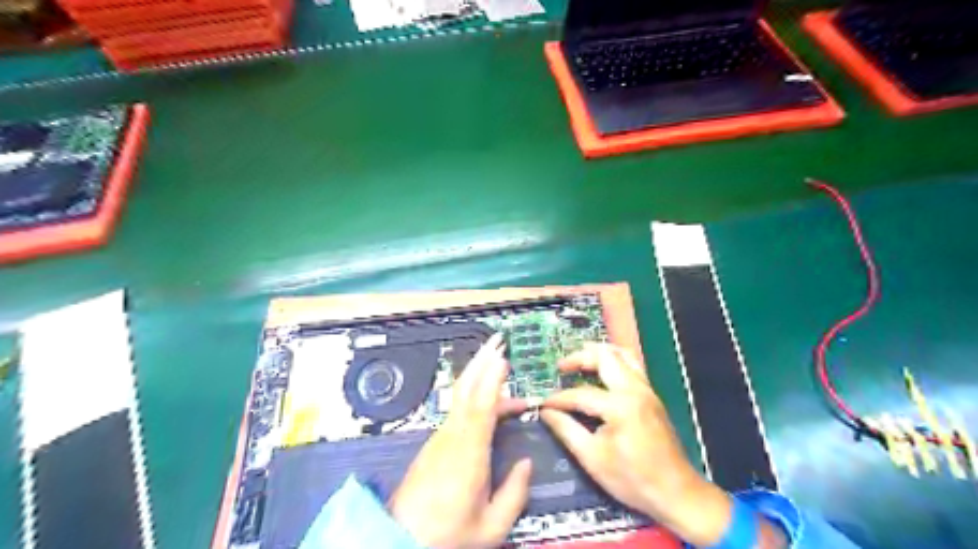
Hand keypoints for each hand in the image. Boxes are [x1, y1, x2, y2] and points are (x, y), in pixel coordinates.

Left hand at [388, 334, 532, 548]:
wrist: (400, 542)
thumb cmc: (447, 536)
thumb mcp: (491, 526)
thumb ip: (515, 494)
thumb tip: (526, 464)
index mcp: (468, 454)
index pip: (482, 405)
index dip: (493, 378)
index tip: (503, 357)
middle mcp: (451, 437)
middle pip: (465, 388)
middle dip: (481, 360)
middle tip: (497, 340)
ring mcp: (439, 438)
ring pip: (461, 398)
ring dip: (481, 377)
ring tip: (502, 367)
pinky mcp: (433, 444)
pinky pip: (458, 411)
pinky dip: (476, 397)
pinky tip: (490, 402)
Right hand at [543, 342, 733, 543]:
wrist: (677, 493)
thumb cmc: (633, 479)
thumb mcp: (593, 458)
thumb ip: (566, 430)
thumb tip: (546, 412)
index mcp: (620, 405)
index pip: (581, 394)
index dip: (559, 399)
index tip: (544, 404)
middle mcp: (635, 390)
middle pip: (605, 357)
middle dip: (580, 357)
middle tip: (561, 366)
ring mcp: (647, 390)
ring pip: (624, 355)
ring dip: (600, 353)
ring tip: (581, 358)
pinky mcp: (652, 396)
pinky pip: (633, 365)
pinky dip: (615, 360)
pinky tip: (603, 371)